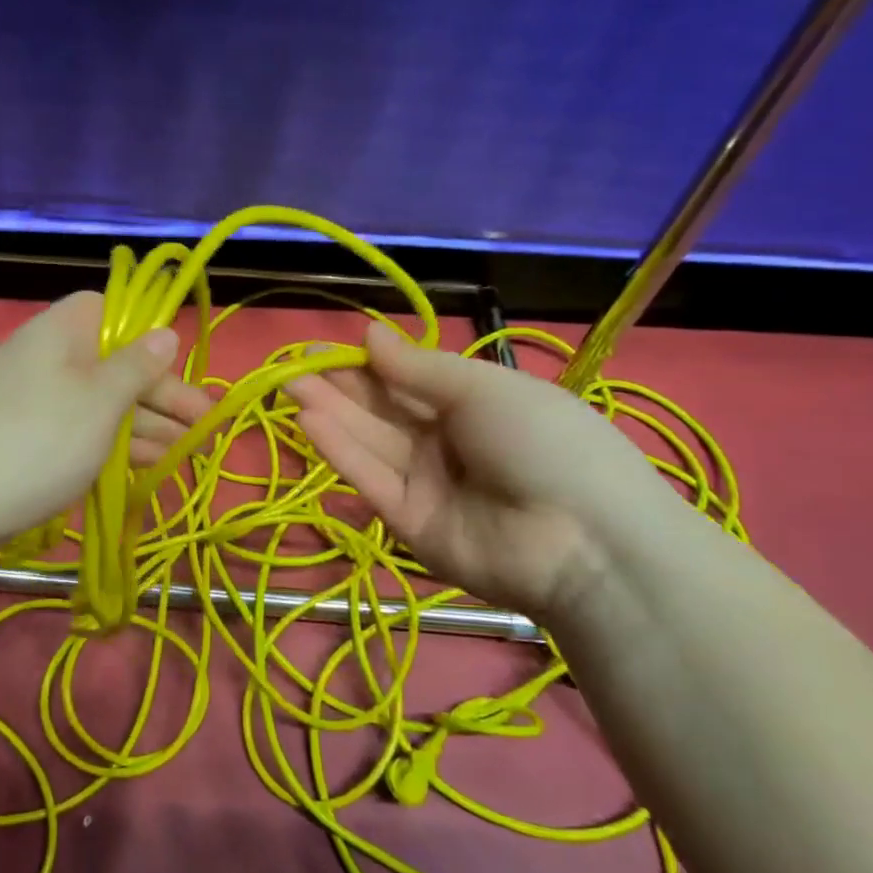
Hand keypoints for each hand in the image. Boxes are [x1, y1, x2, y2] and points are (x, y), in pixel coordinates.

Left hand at [0, 292, 212, 550]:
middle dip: (162, 396)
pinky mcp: (23, 440)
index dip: (147, 335)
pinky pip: (77, 432)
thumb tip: (164, 331)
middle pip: (113, 364)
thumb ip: (137, 366)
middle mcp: (45, 358)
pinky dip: (112, 445)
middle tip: (206, 428)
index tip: (177, 369)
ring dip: (145, 426)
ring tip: (188, 453)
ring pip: (99, 404)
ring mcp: (31, 402)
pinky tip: (145, 465)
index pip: (110, 311)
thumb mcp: (100, 402)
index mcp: (61, 332)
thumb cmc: (38, 441)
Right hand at [289, 323, 677, 615]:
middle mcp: (444, 443)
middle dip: (339, 386)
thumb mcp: (483, 389)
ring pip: (369, 442)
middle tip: (292, 365)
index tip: (328, 347)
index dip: (369, 363)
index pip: (408, 382)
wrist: (585, 539)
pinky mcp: (407, 523)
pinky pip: (371, 480)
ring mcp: (425, 484)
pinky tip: (308, 421)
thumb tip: (369, 333)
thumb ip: (418, 368)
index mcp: (473, 406)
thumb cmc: (544, 441)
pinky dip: (340, 451)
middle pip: (382, 411)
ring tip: (287, 384)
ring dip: (329, 413)